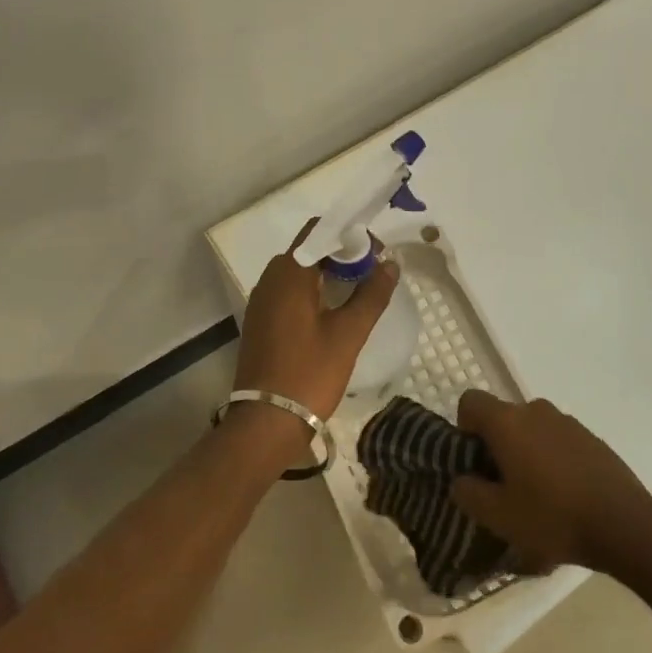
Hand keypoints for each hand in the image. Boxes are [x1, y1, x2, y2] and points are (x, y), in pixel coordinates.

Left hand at [233, 219, 399, 423]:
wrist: (266, 422)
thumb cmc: (309, 373)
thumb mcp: (348, 334)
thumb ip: (372, 294)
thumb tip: (390, 264)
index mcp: (289, 273)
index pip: (319, 230)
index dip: (350, 235)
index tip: (376, 254)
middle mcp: (270, 278)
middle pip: (309, 249)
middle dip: (342, 254)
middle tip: (372, 275)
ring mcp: (261, 300)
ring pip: (298, 272)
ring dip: (327, 274)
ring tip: (357, 293)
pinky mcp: (260, 320)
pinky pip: (288, 292)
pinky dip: (311, 292)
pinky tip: (332, 314)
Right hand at [450, 391, 651, 572]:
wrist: (624, 524)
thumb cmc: (552, 517)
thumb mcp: (499, 517)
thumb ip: (469, 493)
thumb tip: (461, 480)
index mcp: (507, 421)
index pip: (471, 401)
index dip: (465, 427)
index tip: (475, 460)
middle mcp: (535, 410)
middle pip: (503, 417)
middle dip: (498, 445)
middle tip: (504, 486)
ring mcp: (567, 421)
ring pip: (532, 429)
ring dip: (527, 452)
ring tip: (538, 494)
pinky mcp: (591, 437)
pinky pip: (559, 440)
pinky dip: (554, 458)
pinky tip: (566, 495)